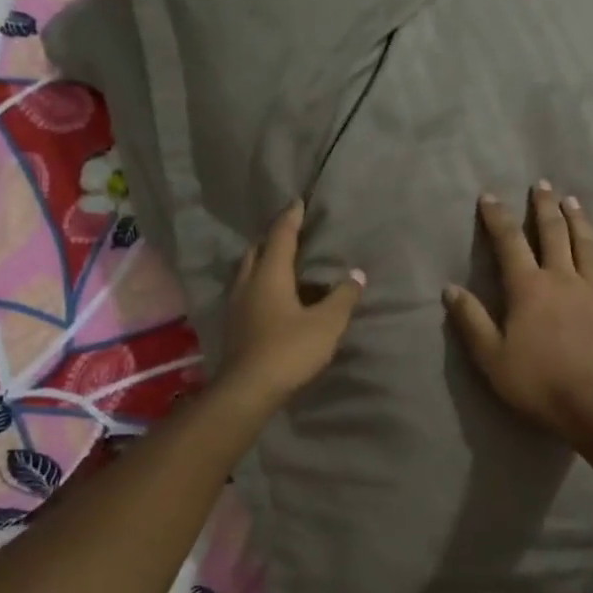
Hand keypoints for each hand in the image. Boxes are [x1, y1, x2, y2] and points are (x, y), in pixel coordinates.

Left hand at [220, 200, 365, 407]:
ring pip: (249, 271)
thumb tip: (356, 274)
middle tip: (291, 232)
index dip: (291, 218)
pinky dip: (261, 283)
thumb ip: (343, 297)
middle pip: (257, 250)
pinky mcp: (236, 325)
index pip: (280, 236)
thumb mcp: (327, 324)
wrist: (248, 391)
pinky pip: (248, 291)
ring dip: (264, 261)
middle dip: (273, 237)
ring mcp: (237, 305)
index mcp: (270, 275)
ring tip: (284, 261)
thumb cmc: (289, 350)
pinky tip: (274, 295)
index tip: (298, 201)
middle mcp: (248, 283)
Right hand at [444, 182, 592, 440]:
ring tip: (573, 201)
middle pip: (553, 233)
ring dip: (579, 221)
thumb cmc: (536, 381)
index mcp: (528, 288)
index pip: (509, 243)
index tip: (489, 196)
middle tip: (542, 185)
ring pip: (588, 246)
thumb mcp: (491, 356)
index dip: (498, 218)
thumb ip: (472, 320)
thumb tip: (450, 288)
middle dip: (544, 207)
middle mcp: (562, 278)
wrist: (591, 404)